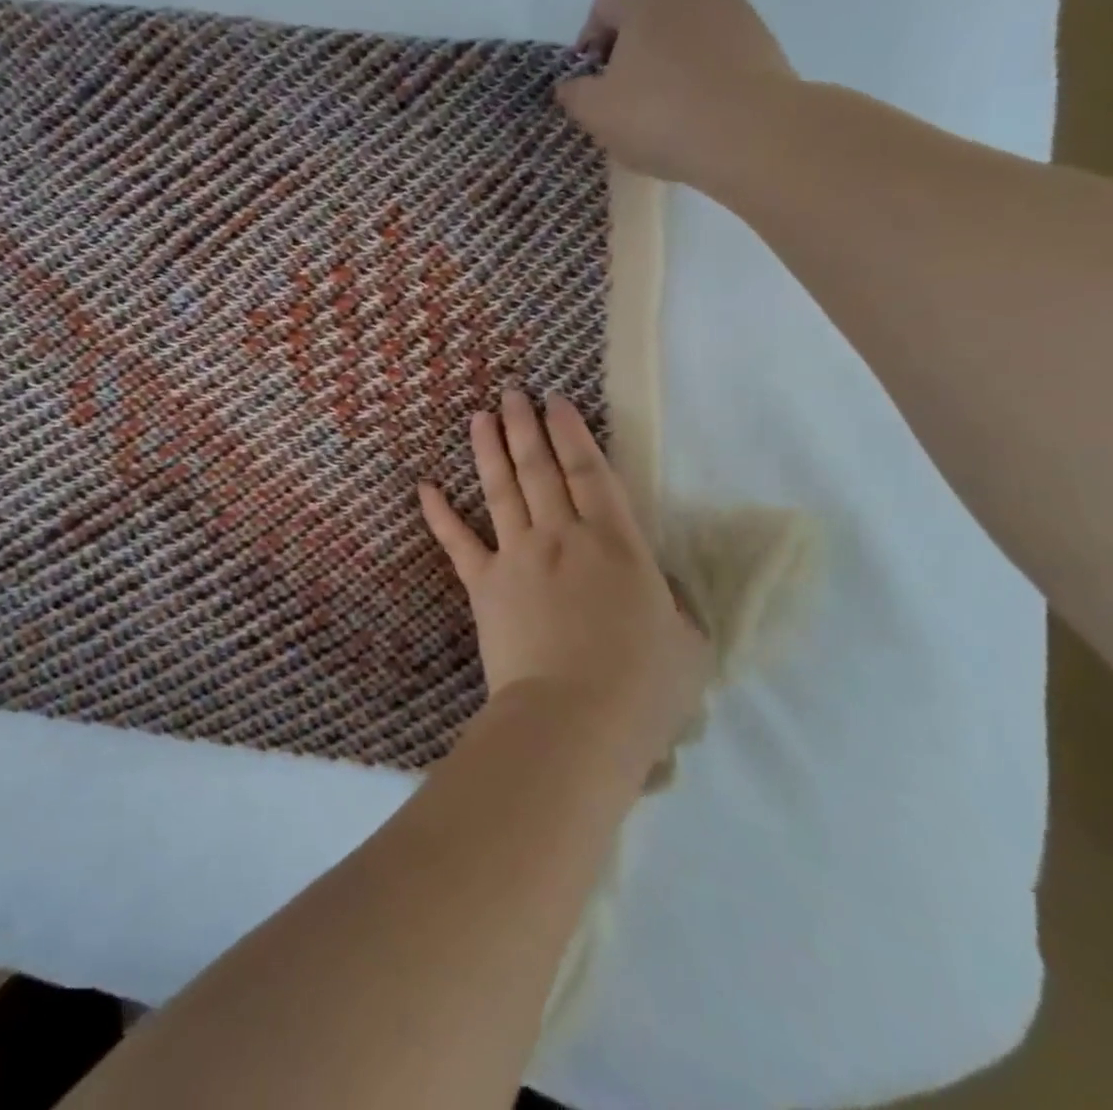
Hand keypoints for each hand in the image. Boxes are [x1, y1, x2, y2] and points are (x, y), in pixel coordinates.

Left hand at [419, 390, 712, 775]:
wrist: (573, 720)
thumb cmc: (642, 687)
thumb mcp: (688, 644)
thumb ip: (675, 607)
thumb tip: (664, 594)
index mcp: (615, 543)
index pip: (590, 471)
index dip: (572, 432)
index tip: (556, 401)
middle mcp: (561, 536)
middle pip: (540, 468)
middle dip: (526, 426)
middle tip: (513, 393)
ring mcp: (517, 556)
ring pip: (501, 490)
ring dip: (489, 450)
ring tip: (480, 417)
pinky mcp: (484, 586)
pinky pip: (457, 543)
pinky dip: (439, 515)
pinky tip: (424, 487)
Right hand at [555, 0, 798, 183]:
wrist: (749, 134)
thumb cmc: (658, 115)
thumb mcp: (596, 112)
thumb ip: (574, 93)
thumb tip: (571, 86)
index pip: (603, 6)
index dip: (589, 46)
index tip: (591, 85)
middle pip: (644, 13)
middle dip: (627, 50)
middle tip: (621, 97)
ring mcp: (730, 9)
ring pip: (681, 30)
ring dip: (663, 60)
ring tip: (660, 106)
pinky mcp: (760, 36)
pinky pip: (712, 48)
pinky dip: (697, 71)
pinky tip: (694, 108)